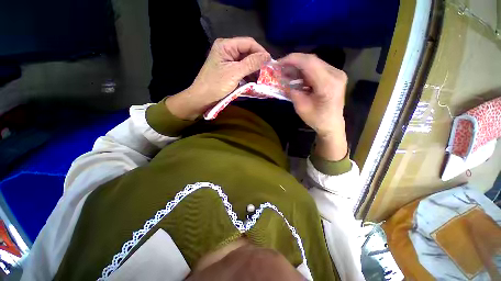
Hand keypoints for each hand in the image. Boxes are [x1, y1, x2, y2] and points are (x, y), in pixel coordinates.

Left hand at [166, 37, 270, 119]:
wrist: (202, 98)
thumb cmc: (216, 85)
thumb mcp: (234, 73)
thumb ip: (251, 63)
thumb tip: (267, 56)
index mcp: (226, 45)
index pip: (248, 43)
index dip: (260, 51)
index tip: (270, 63)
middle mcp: (227, 50)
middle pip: (247, 52)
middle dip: (258, 62)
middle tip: (267, 73)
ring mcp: (228, 61)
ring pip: (246, 62)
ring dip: (254, 70)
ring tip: (262, 79)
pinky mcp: (229, 70)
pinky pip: (242, 69)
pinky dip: (249, 75)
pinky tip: (254, 81)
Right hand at [279, 53, 347, 160]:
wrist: (332, 124)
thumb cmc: (316, 119)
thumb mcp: (300, 107)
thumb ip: (293, 92)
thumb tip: (284, 81)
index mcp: (327, 84)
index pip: (309, 63)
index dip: (292, 60)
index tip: (279, 63)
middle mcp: (335, 74)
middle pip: (312, 60)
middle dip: (294, 62)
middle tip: (281, 68)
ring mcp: (337, 73)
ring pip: (314, 62)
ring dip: (299, 66)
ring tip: (286, 72)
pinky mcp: (334, 75)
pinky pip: (317, 68)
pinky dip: (305, 70)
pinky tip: (297, 76)